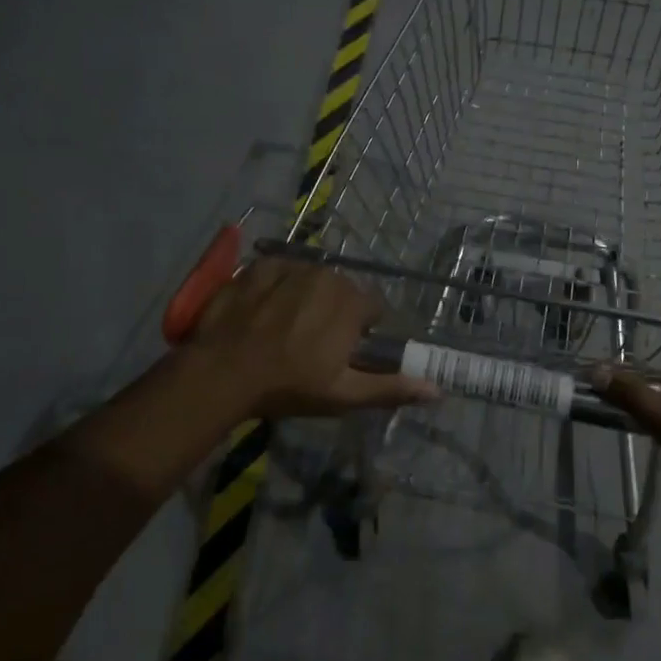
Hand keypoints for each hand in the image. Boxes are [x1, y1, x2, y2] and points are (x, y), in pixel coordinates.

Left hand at [184, 258, 438, 418]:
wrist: (222, 372)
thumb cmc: (288, 385)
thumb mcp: (343, 394)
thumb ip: (391, 387)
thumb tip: (438, 390)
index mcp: (351, 302)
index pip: (373, 307)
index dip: (361, 329)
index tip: (343, 350)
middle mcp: (326, 275)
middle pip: (341, 290)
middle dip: (334, 311)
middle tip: (311, 342)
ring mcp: (290, 266)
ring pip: (311, 278)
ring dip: (305, 297)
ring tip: (283, 327)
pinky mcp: (259, 266)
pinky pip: (279, 271)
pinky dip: (276, 286)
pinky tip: (262, 311)